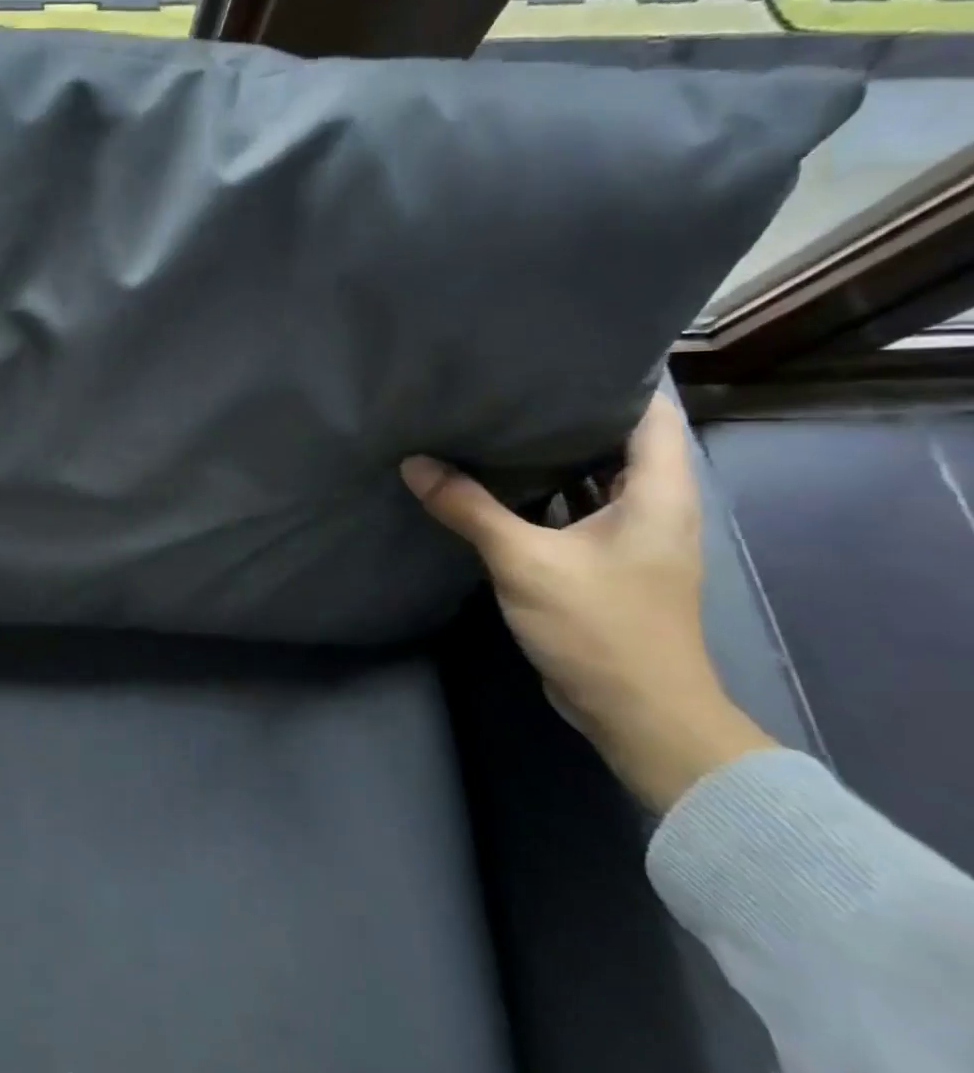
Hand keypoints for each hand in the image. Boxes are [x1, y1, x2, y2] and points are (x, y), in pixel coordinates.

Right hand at [400, 394, 773, 810]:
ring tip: (493, 424)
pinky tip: (493, 485)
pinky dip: (539, 496)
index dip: (614, 382)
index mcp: (658, 494)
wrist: (637, 712)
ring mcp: (628, 539)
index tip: (556, 359)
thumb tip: (414, 463)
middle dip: (565, 416)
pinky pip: (572, 512)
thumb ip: (469, 508)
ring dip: (549, 459)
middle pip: (616, 444)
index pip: (650, 416)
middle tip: (506, 386)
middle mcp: (653, 509)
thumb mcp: (525, 560)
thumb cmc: (599, 625)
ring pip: (590, 480)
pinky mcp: (603, 565)